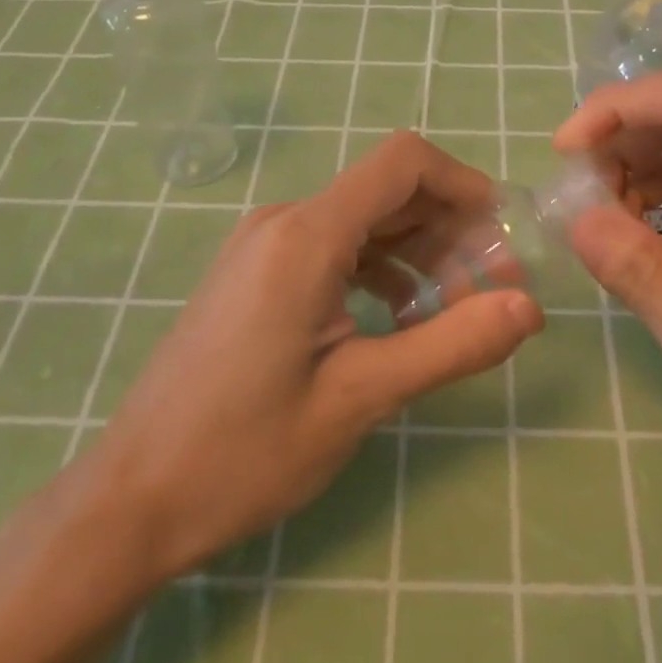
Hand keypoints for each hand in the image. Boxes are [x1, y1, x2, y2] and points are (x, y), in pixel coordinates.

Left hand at [97, 129, 545, 579]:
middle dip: (448, 227)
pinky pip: (333, 246)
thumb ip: (451, 344)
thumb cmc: (243, 452)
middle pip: (387, 190)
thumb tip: (529, 308)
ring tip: (452, 308)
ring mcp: (264, 245)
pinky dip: (378, 267)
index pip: (402, 163)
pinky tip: (398, 317)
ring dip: (417, 251)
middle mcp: (283, 221)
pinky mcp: (255, 271)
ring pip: (362, 219)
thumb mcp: (360, 398)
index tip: (502, 233)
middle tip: (492, 286)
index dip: (463, 183)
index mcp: (306, 236)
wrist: (132, 499)